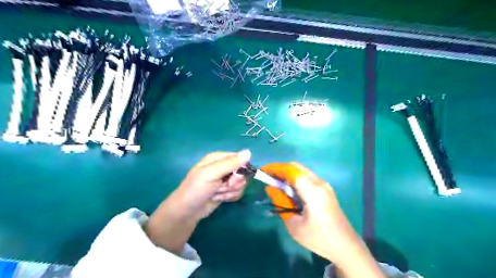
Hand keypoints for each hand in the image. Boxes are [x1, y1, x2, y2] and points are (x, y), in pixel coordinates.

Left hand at [146, 150, 249, 253]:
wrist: (188, 211)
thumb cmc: (196, 189)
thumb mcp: (211, 173)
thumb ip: (230, 163)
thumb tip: (249, 152)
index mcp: (218, 158)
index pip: (240, 158)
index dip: (240, 169)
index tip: (232, 178)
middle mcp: (224, 167)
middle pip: (243, 172)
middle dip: (234, 183)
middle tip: (222, 187)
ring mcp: (226, 179)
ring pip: (241, 183)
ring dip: (230, 191)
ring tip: (217, 193)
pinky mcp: (227, 190)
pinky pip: (238, 191)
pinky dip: (230, 196)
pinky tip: (219, 198)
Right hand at [261, 161, 384, 276]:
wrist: (346, 246)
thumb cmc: (318, 238)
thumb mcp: (294, 224)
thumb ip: (281, 203)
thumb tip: (270, 188)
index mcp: (313, 191)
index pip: (291, 171)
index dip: (276, 168)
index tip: (263, 170)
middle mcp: (320, 183)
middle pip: (297, 167)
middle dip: (281, 168)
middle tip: (268, 175)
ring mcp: (325, 185)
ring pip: (303, 171)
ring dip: (288, 172)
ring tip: (275, 181)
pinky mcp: (326, 189)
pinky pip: (308, 177)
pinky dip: (296, 178)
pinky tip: (289, 188)